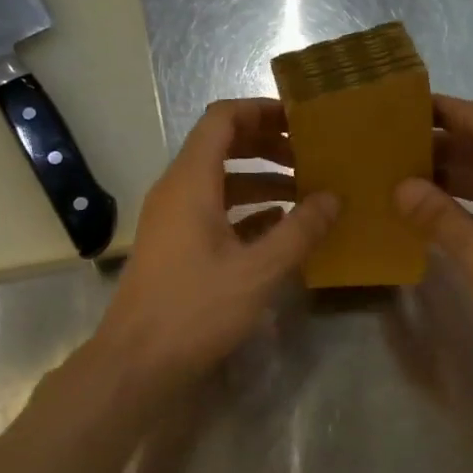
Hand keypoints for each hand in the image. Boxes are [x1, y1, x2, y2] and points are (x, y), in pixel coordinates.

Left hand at [94, 98, 337, 393]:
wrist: (138, 362)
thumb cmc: (196, 309)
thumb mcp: (257, 271)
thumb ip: (299, 231)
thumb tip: (333, 197)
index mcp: (191, 182)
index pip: (223, 119)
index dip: (262, 111)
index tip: (302, 120)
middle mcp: (177, 191)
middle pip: (222, 146)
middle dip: (268, 145)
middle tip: (312, 155)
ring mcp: (174, 220)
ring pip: (221, 183)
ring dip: (262, 181)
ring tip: (307, 193)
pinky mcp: (176, 247)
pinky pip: (215, 212)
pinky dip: (248, 211)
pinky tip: (281, 228)